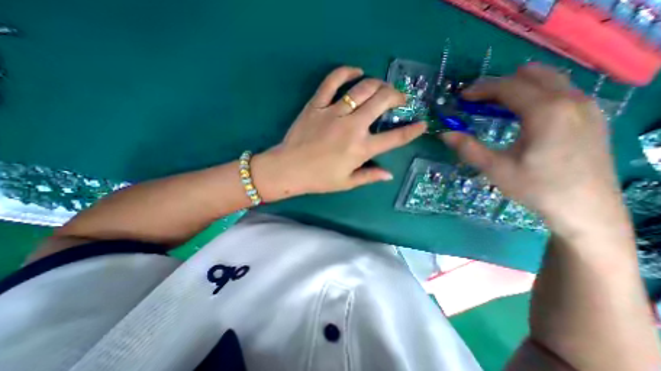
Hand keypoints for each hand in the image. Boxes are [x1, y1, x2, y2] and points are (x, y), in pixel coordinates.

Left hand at [251, 65, 425, 201]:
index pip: (394, 138)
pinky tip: (355, 71)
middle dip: (397, 96)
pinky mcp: (316, 105)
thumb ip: (370, 176)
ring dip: (378, 84)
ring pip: (362, 88)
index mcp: (361, 149)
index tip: (422, 124)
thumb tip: (389, 174)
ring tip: (381, 88)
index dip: (412, 131)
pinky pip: (332, 81)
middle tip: (398, 99)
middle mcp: (352, 127)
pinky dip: (346, 71)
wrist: (289, 169)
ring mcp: (333, 113)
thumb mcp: (347, 182)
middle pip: (382, 102)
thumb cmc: (319, 179)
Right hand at [441, 64, 626, 234]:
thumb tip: (444, 134)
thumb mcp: (495, 168)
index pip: (509, 87)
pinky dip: (535, 93)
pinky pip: (560, 90)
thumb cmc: (536, 187)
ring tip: (493, 103)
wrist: (586, 209)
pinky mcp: (591, 117)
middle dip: (498, 84)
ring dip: (517, 86)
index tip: (462, 97)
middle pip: (530, 76)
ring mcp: (587, 107)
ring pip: (549, 80)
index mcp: (546, 112)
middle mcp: (571, 100)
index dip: (481, 89)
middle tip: (475, 99)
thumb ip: (468, 148)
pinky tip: (521, 112)